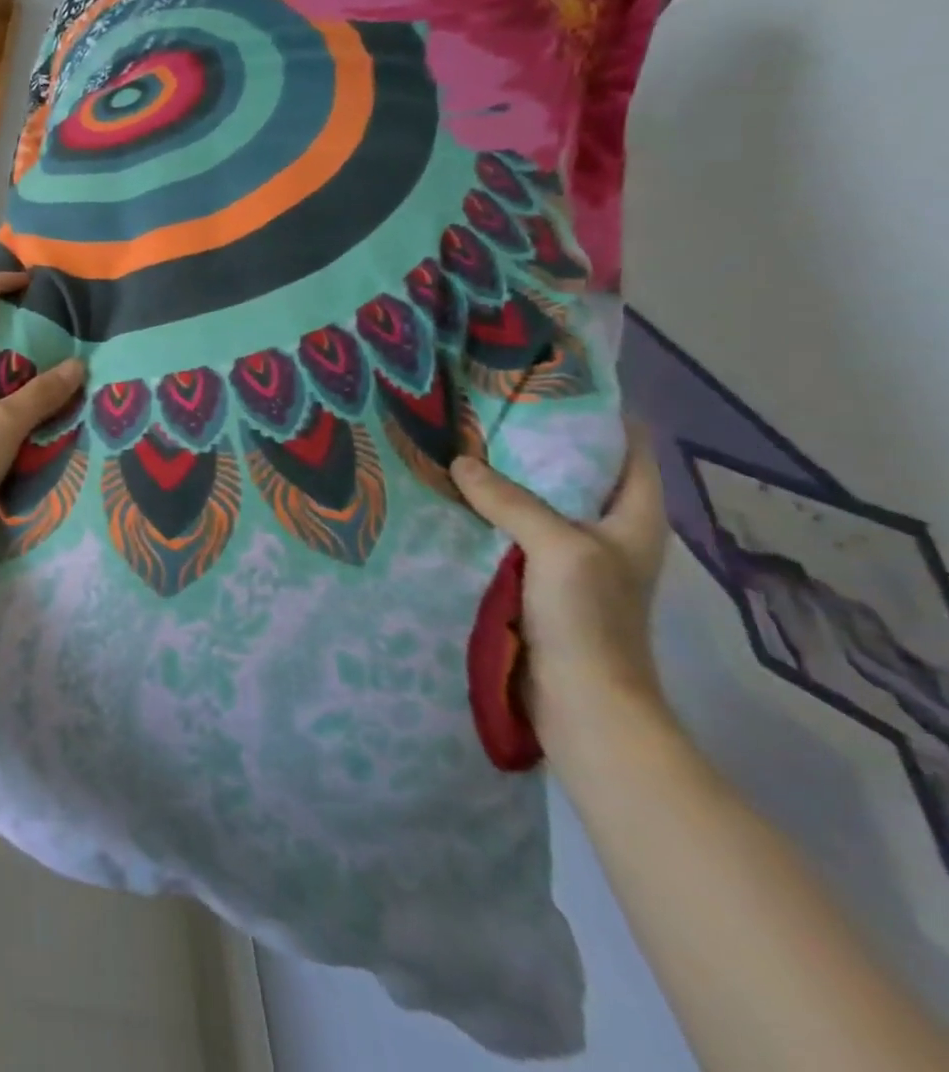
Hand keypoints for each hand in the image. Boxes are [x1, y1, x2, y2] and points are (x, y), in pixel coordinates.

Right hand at [448, 423, 671, 751]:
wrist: (582, 702)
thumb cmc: (590, 620)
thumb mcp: (558, 548)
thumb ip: (512, 501)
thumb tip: (461, 462)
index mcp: (633, 519)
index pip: (629, 450)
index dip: (600, 414)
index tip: (552, 384)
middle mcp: (605, 533)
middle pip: (575, 473)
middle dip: (537, 443)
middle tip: (487, 409)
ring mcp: (570, 560)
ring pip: (536, 503)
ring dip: (505, 481)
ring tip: (460, 444)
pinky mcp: (537, 583)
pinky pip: (510, 534)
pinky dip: (487, 515)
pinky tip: (453, 500)